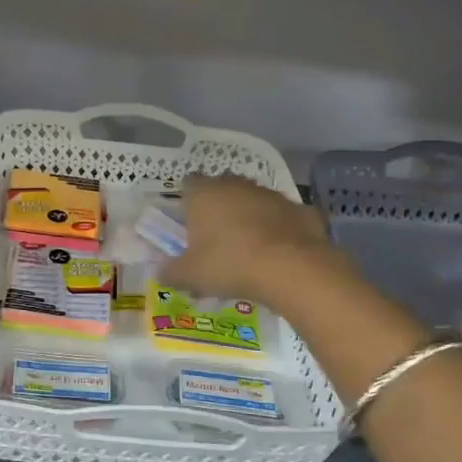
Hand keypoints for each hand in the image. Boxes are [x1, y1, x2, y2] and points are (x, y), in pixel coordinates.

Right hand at [167, 174, 333, 305]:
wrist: (291, 268)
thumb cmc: (229, 265)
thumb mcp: (190, 276)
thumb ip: (171, 272)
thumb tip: (161, 273)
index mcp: (204, 194)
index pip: (188, 184)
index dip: (187, 202)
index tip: (188, 224)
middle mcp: (237, 185)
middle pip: (222, 189)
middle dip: (219, 209)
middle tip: (216, 240)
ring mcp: (271, 195)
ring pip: (254, 201)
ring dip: (250, 218)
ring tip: (249, 250)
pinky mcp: (301, 209)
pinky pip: (283, 218)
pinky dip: (280, 230)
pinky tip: (279, 254)